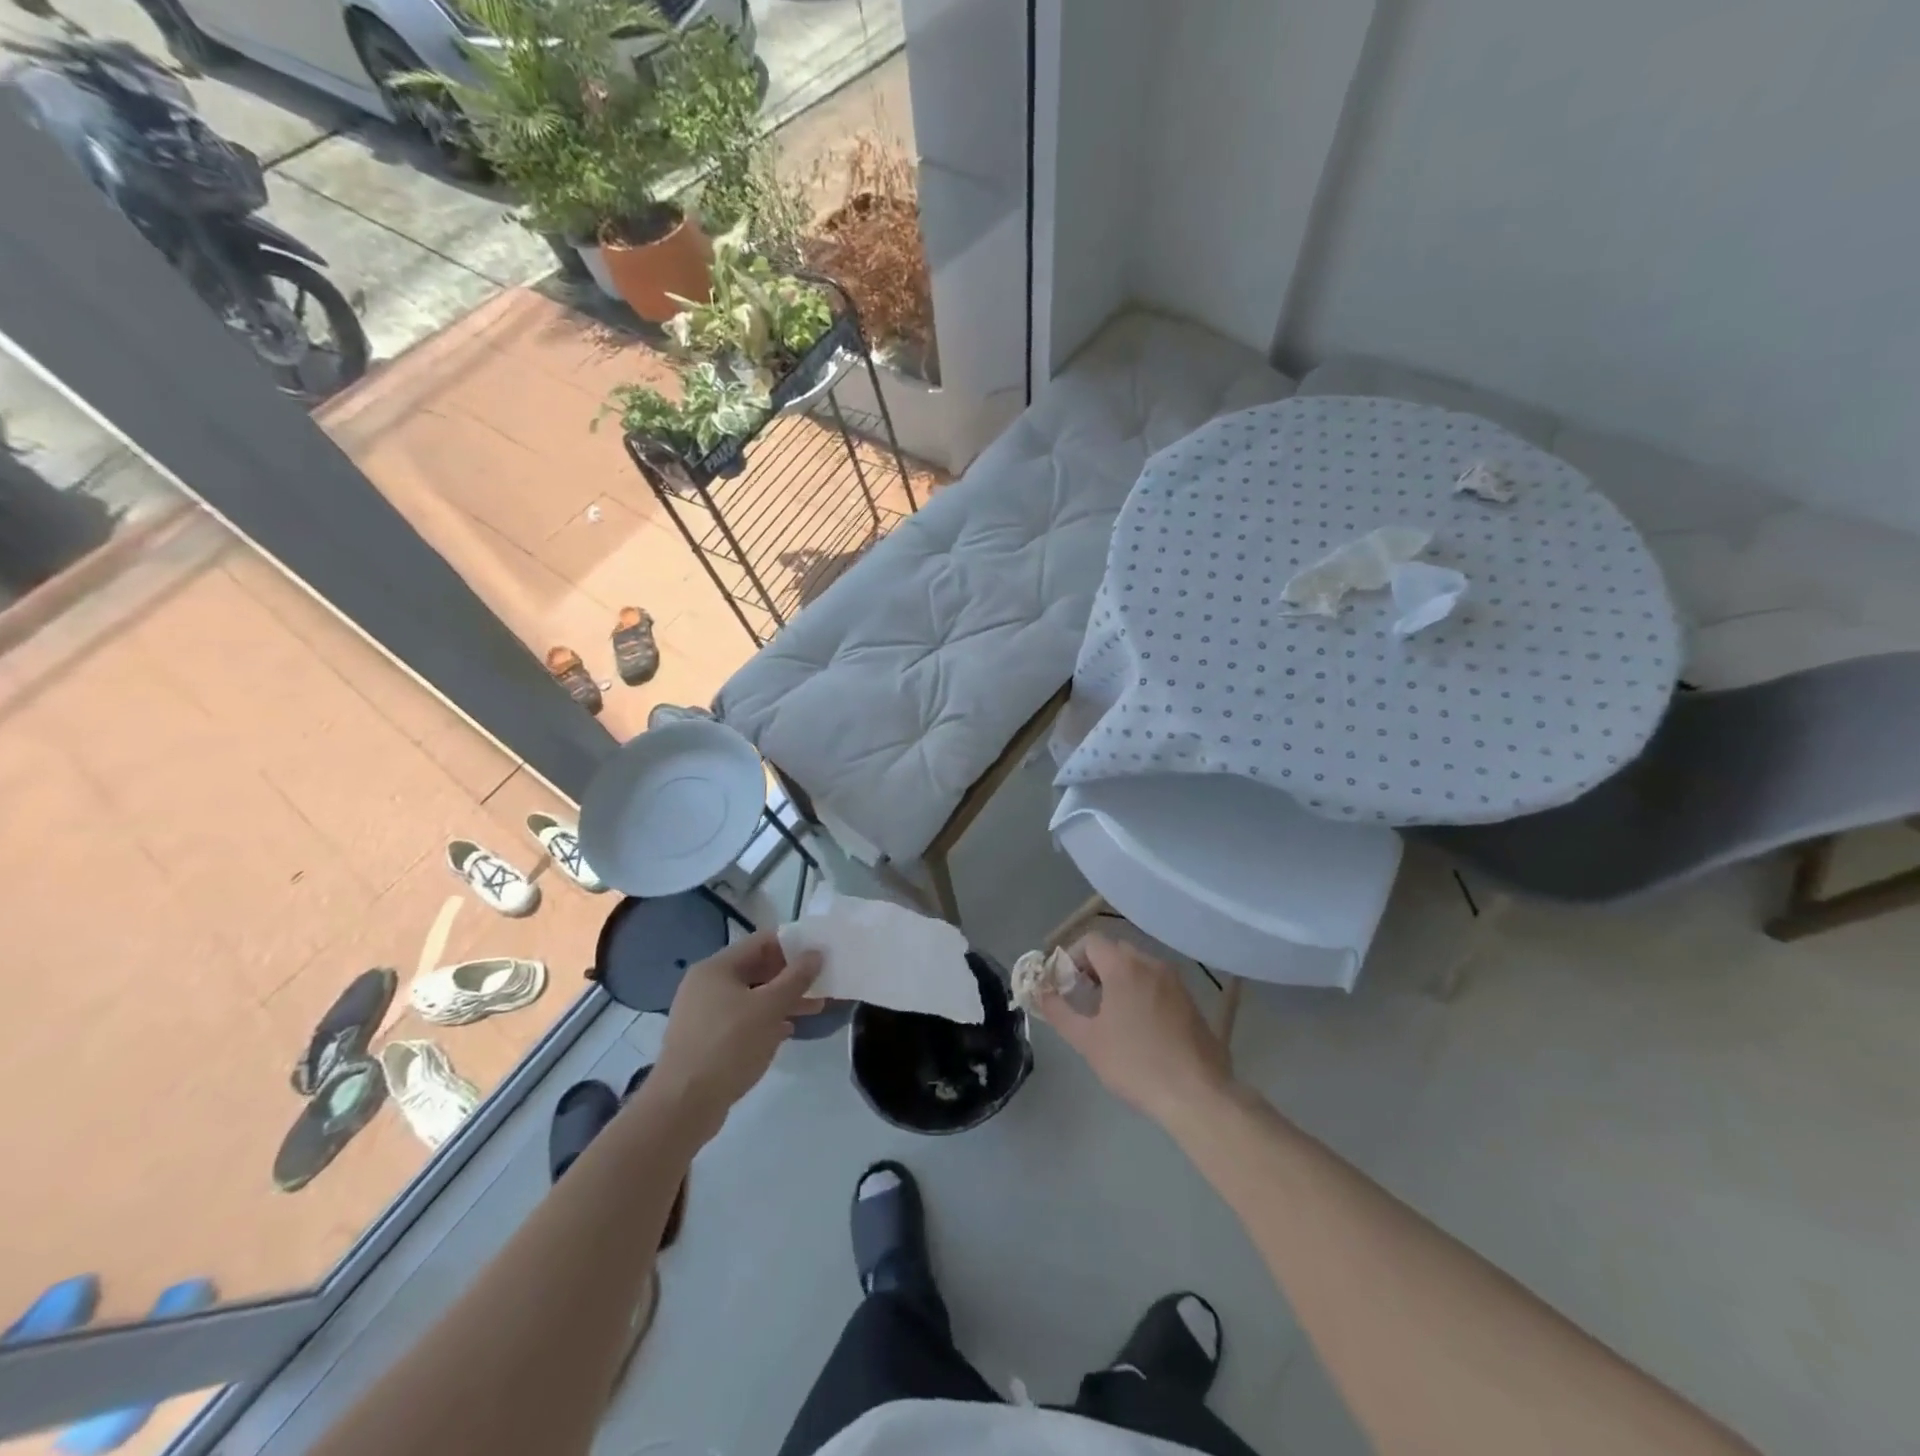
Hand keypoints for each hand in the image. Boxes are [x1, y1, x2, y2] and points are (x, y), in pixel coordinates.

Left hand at [650, 931, 822, 1138]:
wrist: (683, 1105)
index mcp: (717, 968)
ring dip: (782, 1000)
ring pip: (751, 997)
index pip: (761, 942)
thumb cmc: (728, 1046)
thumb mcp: (769, 1008)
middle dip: (791, 976)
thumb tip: (816, 954)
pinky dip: (765, 1021)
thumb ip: (796, 978)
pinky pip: (742, 1020)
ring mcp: (703, 1013)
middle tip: (822, 983)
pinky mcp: (706, 1040)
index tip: (821, 953)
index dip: (793, 944)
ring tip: (814, 1008)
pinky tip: (787, 1031)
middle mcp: (706, 985)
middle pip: (756, 969)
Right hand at [1036, 935, 1233, 1125]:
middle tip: (1084, 999)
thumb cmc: (1135, 1063)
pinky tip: (1139, 1027)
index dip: (1071, 958)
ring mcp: (1175, 981)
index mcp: (1124, 967)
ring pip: (1139, 966)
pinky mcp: (1191, 1001)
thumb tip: (1040, 993)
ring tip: (1110, 1015)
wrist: (1197, 1094)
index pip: (1091, 941)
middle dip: (1094, 968)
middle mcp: (1152, 964)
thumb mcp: (1087, 1041)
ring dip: (1119, 980)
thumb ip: (1059, 1011)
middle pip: (1115, 951)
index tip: (1065, 985)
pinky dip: (1142, 992)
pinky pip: (1158, 984)